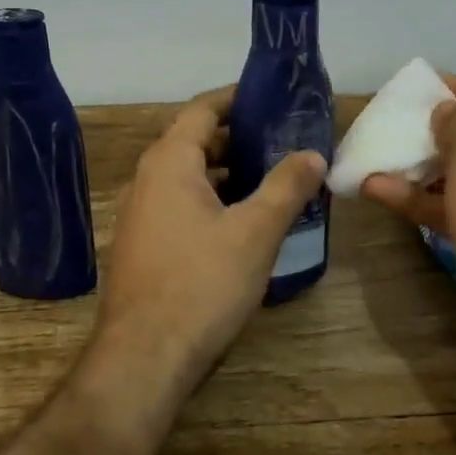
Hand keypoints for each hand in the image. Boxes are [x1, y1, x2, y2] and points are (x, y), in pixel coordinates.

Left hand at [97, 86, 327, 395]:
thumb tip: (313, 154)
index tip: (271, 98)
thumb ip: (286, 187)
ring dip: (228, 173)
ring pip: (189, 178)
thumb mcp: (255, 232)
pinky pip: (182, 207)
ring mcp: (141, 215)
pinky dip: (213, 202)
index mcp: (169, 162)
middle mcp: (147, 180)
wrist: (145, 356)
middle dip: (239, 139)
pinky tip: (245, 222)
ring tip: (273, 178)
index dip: (236, 99)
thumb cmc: (201, 283)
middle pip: (195, 142)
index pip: (202, 109)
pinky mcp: (145, 246)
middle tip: (284, 141)